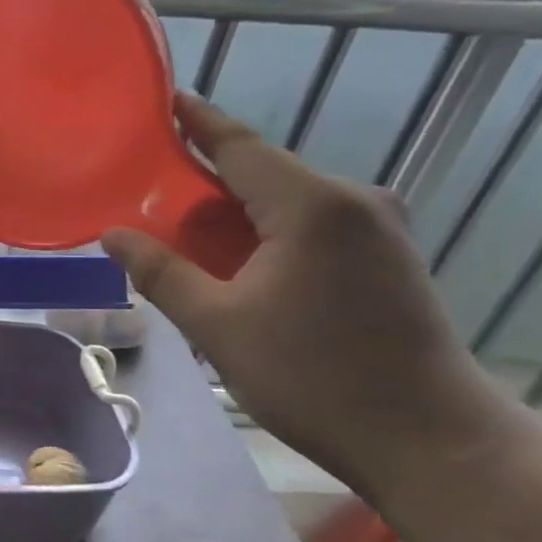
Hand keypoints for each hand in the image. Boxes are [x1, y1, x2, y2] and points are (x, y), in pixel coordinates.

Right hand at [101, 94, 512, 499]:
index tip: (163, 101)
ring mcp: (380, 228)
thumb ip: (160, 272)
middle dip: (206, 175)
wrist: (430, 441)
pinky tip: (238, 254)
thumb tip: (111, 234)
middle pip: (264, 171)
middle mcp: (353, 201)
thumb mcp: (218, 326)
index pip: (240, 145)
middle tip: (149, 185)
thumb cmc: (313, 378)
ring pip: (288, 200)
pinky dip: (268, 229)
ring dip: (237, 208)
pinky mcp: (390, 256)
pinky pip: (314, 224)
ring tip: (183, 224)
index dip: (196, 122)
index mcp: (312, 205)